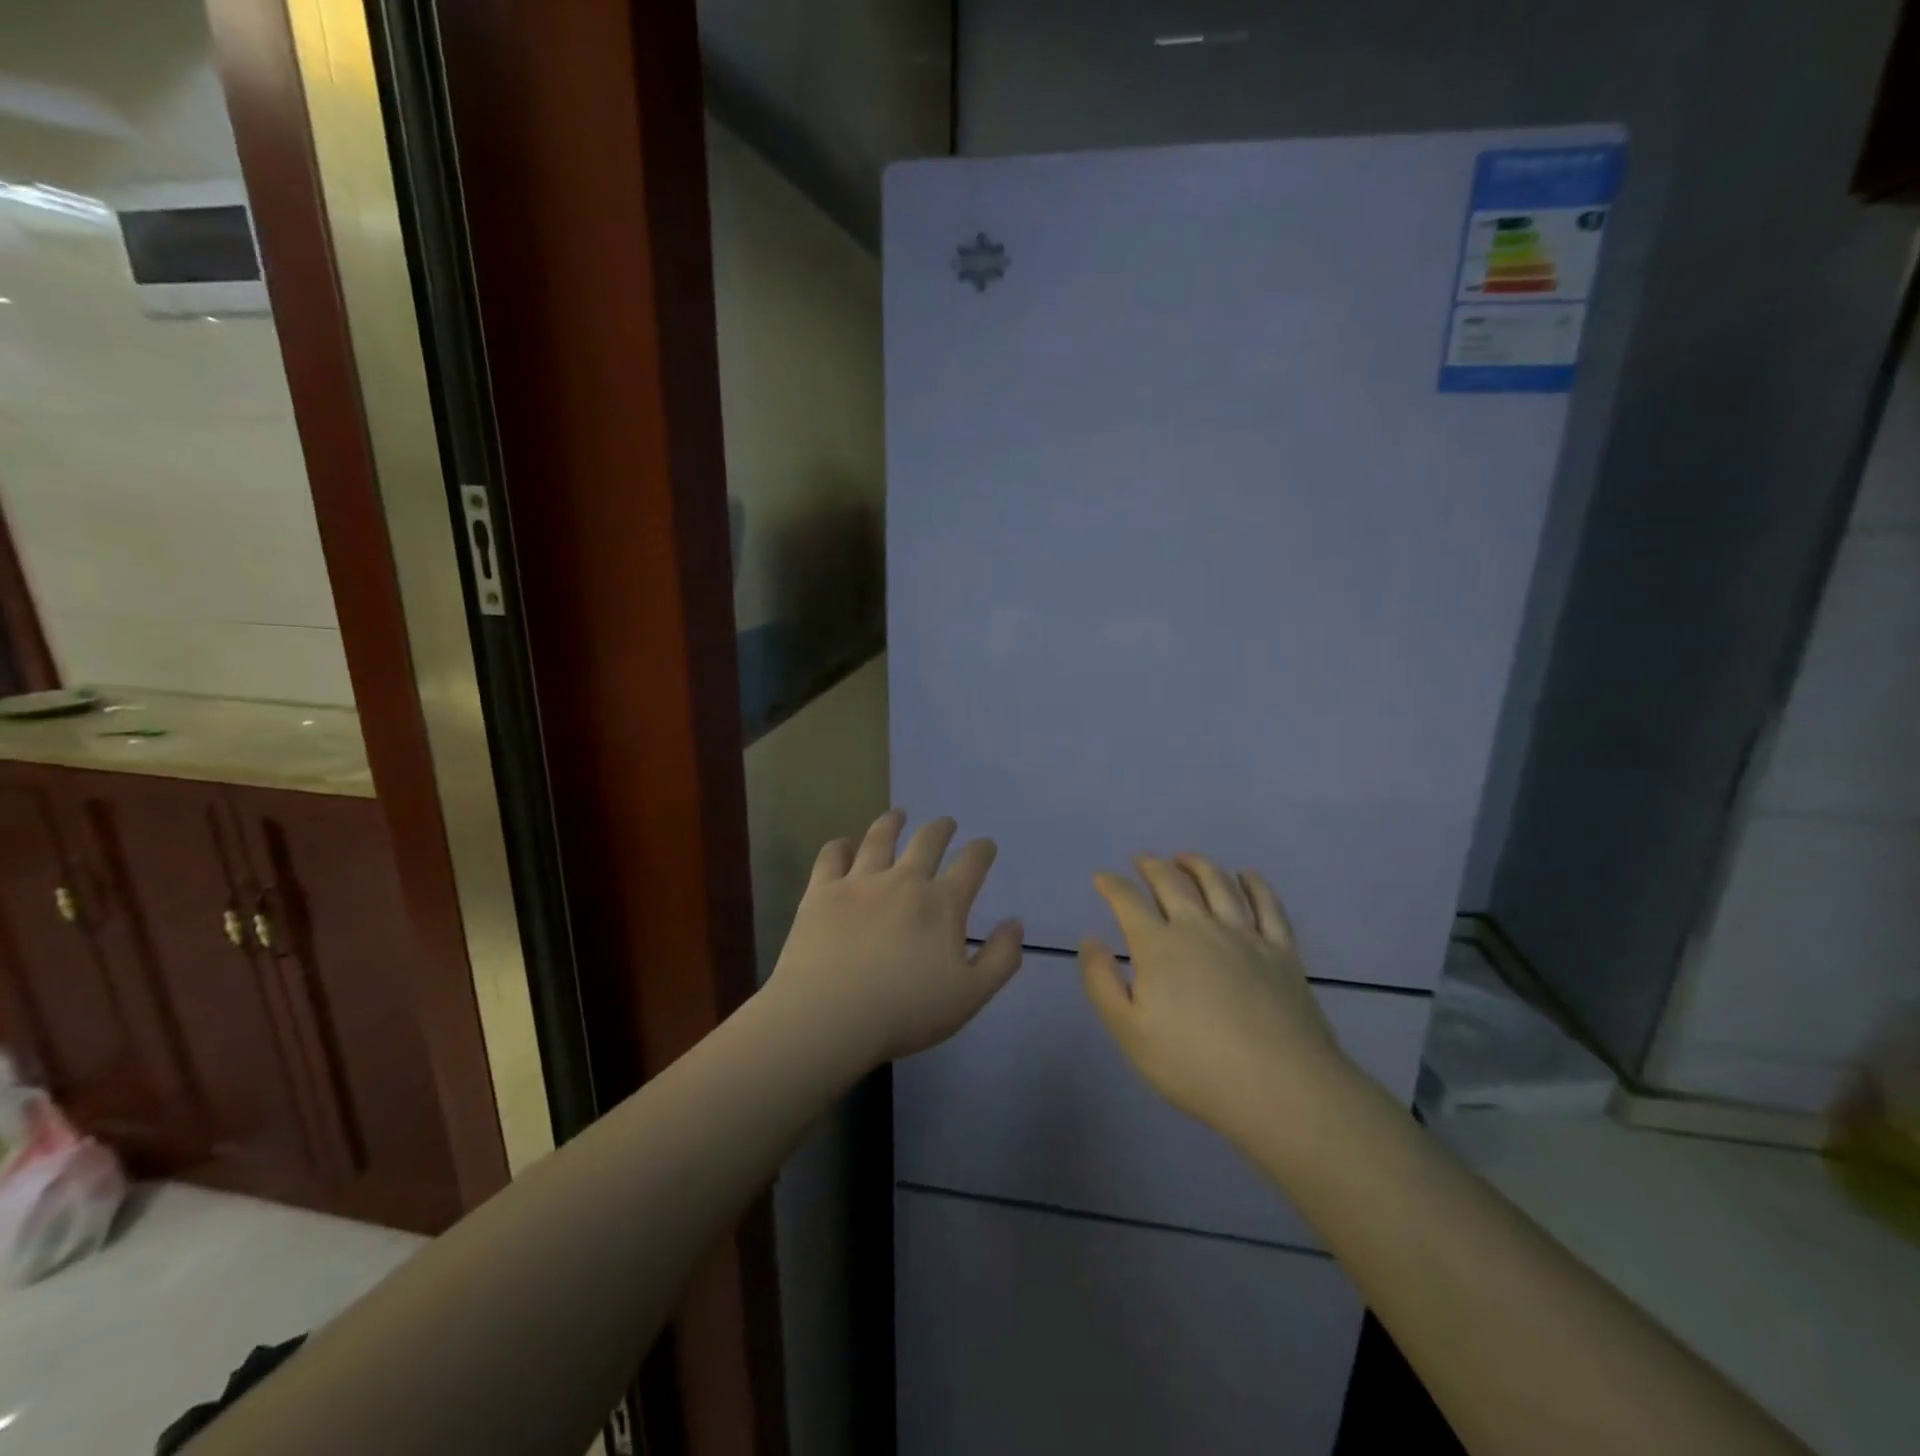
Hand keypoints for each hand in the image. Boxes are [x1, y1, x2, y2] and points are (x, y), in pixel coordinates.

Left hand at [766, 809, 1023, 1067]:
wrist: (829, 1016)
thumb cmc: (905, 1012)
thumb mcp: (970, 996)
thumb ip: (1000, 958)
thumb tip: (1015, 923)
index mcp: (942, 904)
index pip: (971, 865)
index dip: (982, 851)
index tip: (985, 845)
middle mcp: (903, 881)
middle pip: (927, 841)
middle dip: (941, 829)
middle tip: (946, 823)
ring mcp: (859, 882)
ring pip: (879, 839)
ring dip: (892, 823)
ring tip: (897, 814)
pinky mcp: (821, 892)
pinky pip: (832, 856)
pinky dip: (840, 846)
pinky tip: (844, 845)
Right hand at [1079, 854, 1352, 1140]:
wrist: (1280, 1087)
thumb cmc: (1193, 1064)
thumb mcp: (1128, 1031)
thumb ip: (1102, 981)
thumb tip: (1090, 939)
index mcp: (1158, 945)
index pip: (1128, 901)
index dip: (1111, 885)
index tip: (1102, 877)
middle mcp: (1199, 927)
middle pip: (1172, 882)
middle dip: (1152, 866)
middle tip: (1141, 860)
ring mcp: (1245, 935)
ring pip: (1219, 883)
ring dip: (1198, 865)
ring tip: (1185, 858)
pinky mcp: (1282, 951)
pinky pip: (1268, 905)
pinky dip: (1254, 884)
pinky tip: (1247, 876)